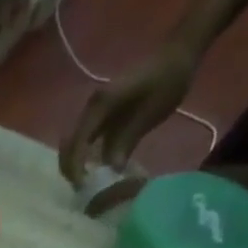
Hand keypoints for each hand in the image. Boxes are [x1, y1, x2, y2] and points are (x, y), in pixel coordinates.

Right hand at [60, 45, 199, 183]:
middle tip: (82, 191)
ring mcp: (96, 112)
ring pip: (75, 144)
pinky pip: (88, 141)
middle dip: (71, 169)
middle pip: (70, 144)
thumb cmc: (168, 80)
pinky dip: (87, 158)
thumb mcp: (151, 112)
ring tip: (87, 186)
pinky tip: (97, 171)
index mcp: (101, 105)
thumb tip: (111, 169)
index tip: (84, 188)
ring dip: (76, 165)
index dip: (76, 167)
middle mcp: (92, 109)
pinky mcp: (103, 117)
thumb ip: (128, 139)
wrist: (177, 56)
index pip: (78, 142)